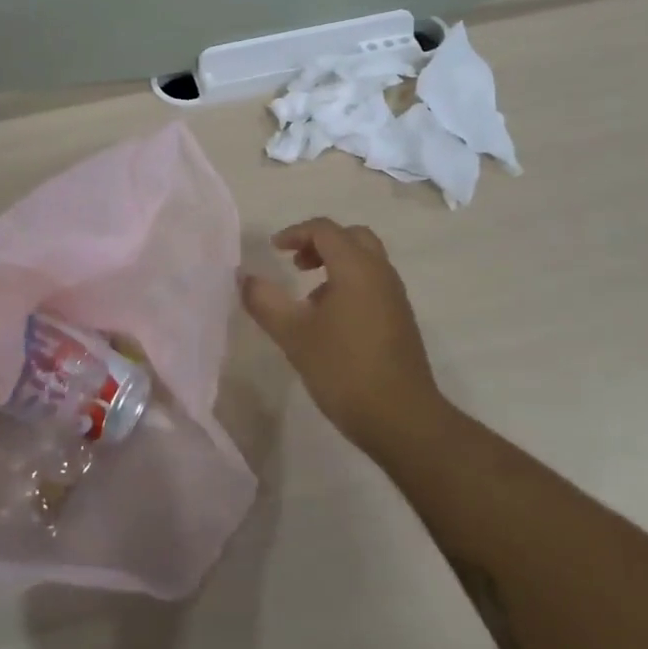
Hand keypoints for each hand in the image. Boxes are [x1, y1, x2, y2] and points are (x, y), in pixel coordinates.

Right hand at [240, 218, 450, 460]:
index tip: (274, 251)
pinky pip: (373, 282)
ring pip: (365, 260)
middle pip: (351, 237)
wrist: (402, 418)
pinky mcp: (401, 318)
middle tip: (296, 263)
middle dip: (320, 243)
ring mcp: (395, 296)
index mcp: (356, 268)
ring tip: (308, 296)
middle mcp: (380, 272)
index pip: (325, 230)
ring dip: (336, 264)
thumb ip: (265, 301)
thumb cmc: (344, 369)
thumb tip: (245, 278)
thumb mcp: (294, 335)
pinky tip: (331, 320)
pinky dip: (350, 283)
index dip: (295, 233)